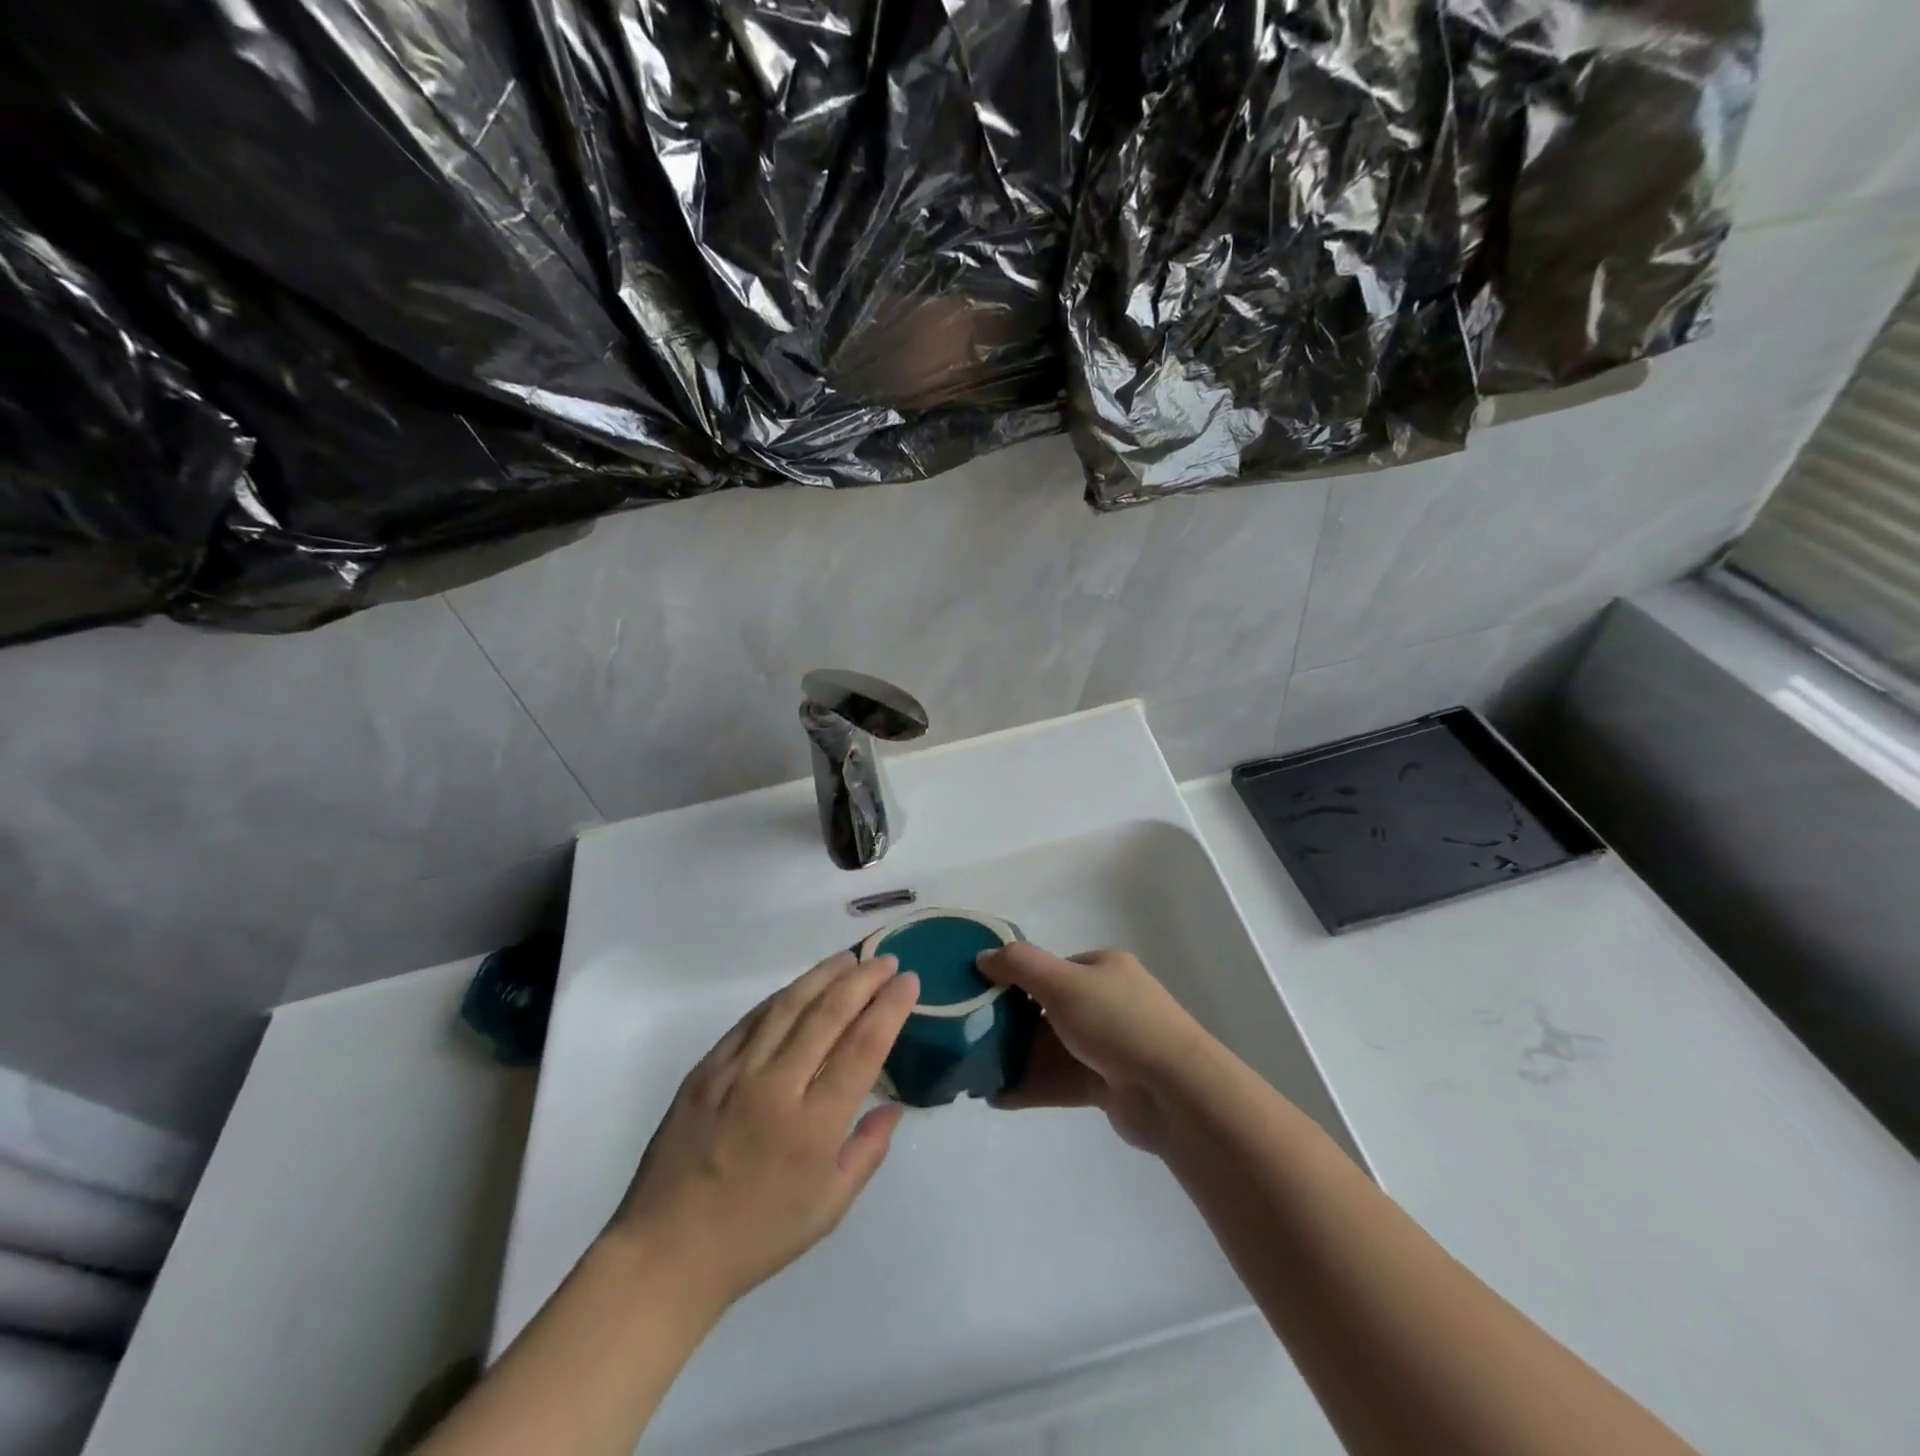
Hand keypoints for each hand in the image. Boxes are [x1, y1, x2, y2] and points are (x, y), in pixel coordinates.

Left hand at [610, 951, 919, 1311]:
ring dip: (823, 976)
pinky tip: (800, 987)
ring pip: (789, 1006)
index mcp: (813, 1127)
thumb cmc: (756, 1237)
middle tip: (887, 961)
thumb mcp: (828, 1208)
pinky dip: (781, 997)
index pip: (863, 1048)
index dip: (890, 1008)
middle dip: (864, 980)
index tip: (909, 982)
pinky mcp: (706, 1069)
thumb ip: (868, 1151)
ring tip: (848, 960)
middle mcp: (777, 1088)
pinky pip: (751, 1020)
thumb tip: (894, 1106)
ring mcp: (736, 1074)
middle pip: (829, 1015)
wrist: (667, 1251)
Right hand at [976, 945, 1214, 1153]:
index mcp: (1102, 969)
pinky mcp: (1106, 1085)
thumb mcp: (1063, 983)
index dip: (1015, 979)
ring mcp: (1108, 1046)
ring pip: (1052, 1048)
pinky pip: (1060, 1082)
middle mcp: (1106, 1002)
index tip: (980, 994)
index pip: (1051, 968)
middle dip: (1010, 1022)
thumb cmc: (1117, 1023)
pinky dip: (1031, 1087)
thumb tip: (983, 956)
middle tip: (971, 1034)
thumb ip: (1020, 966)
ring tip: (974, 1070)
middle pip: (1048, 1009)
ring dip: (1016, 1058)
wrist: (1175, 1092)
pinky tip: (997, 1096)